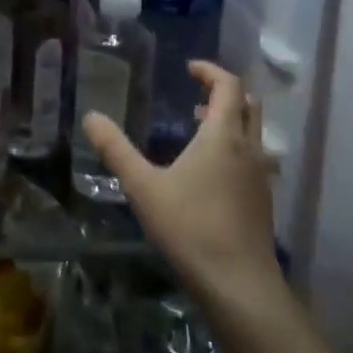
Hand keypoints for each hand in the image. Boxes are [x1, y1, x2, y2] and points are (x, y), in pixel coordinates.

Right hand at [81, 62, 278, 297]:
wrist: (238, 284)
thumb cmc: (190, 227)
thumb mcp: (143, 187)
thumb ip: (116, 150)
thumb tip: (90, 117)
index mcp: (223, 136)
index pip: (229, 86)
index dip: (210, 71)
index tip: (189, 69)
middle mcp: (249, 149)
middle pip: (248, 105)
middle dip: (224, 93)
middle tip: (195, 96)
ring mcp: (260, 176)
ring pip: (253, 133)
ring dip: (230, 121)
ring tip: (198, 129)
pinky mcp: (262, 201)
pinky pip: (252, 158)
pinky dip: (234, 147)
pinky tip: (209, 172)